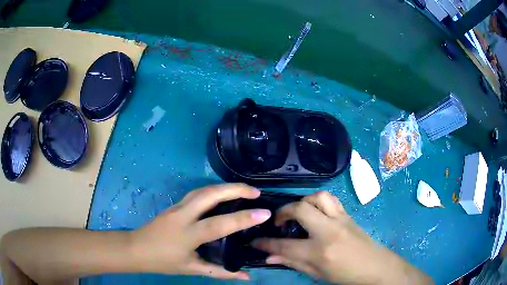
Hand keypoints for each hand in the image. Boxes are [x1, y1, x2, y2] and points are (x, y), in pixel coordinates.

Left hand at [130, 184, 270, 280]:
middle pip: (210, 194)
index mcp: (188, 234)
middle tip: (256, 192)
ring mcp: (177, 206)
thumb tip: (247, 276)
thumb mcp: (192, 269)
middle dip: (235, 189)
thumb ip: (221, 273)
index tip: (264, 212)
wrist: (135, 249)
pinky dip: (213, 190)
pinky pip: (197, 192)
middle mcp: (183, 215)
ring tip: (243, 190)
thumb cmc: (163, 261)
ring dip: (224, 186)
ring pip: (203, 189)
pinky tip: (222, 194)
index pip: (220, 224)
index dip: (244, 218)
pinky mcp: (174, 204)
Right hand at [253, 191, 432, 284]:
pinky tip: (315, 213)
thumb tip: (269, 257)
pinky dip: (318, 202)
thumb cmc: (346, 275)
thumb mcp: (317, 274)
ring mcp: (340, 219)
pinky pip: (331, 200)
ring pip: (318, 197)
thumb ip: (292, 262)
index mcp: (319, 251)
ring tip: (298, 214)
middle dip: (283, 212)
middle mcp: (329, 230)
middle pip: (300, 209)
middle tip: (278, 222)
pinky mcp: (348, 215)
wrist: (376, 267)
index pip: (284, 244)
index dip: (265, 243)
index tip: (255, 241)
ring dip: (303, 202)